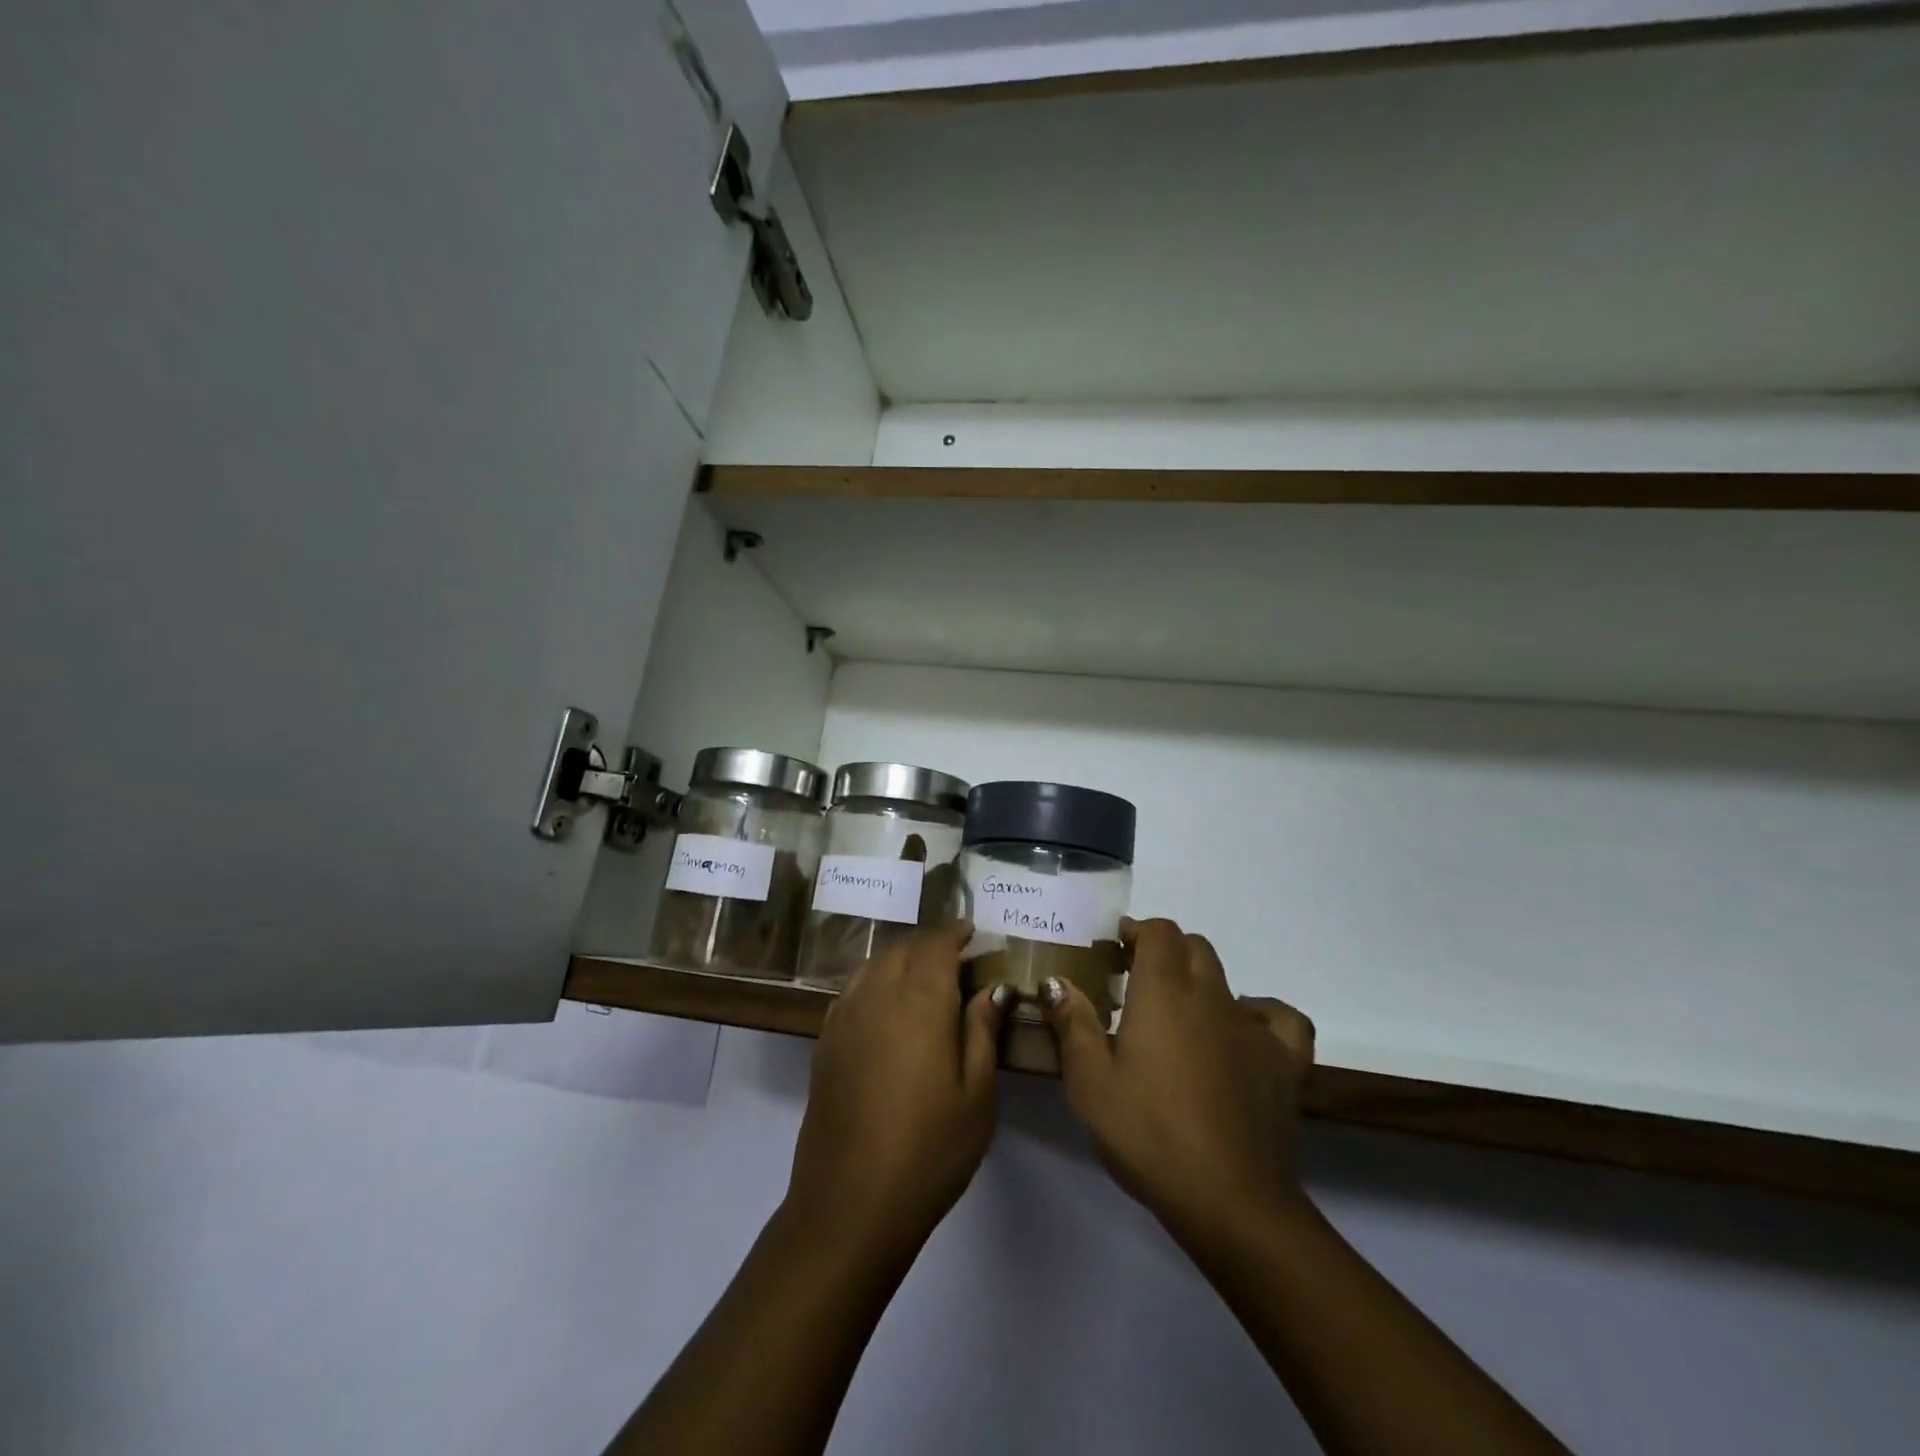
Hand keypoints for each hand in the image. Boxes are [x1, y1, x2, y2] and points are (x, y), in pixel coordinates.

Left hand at [785, 922, 1011, 1254]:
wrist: (850, 1203)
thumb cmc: (930, 1150)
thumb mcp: (977, 1095)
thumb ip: (983, 1030)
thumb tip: (994, 987)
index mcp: (920, 1002)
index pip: (936, 944)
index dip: (954, 932)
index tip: (972, 932)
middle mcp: (878, 995)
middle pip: (902, 948)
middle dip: (929, 943)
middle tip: (955, 957)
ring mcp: (845, 1017)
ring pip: (874, 964)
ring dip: (900, 959)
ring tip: (923, 977)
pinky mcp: (825, 1041)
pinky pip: (853, 989)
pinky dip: (874, 981)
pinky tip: (887, 1006)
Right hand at [1041, 917, 1315, 1248]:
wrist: (1229, 1200)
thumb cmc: (1148, 1133)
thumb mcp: (1090, 1082)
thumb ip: (1073, 1023)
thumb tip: (1056, 980)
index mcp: (1164, 992)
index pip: (1159, 932)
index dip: (1138, 931)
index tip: (1116, 949)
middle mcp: (1211, 996)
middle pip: (1194, 947)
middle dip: (1165, 952)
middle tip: (1138, 982)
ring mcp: (1254, 1028)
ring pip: (1229, 980)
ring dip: (1201, 984)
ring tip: (1180, 1017)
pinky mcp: (1285, 1063)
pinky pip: (1281, 1020)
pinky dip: (1262, 1016)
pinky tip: (1244, 1034)